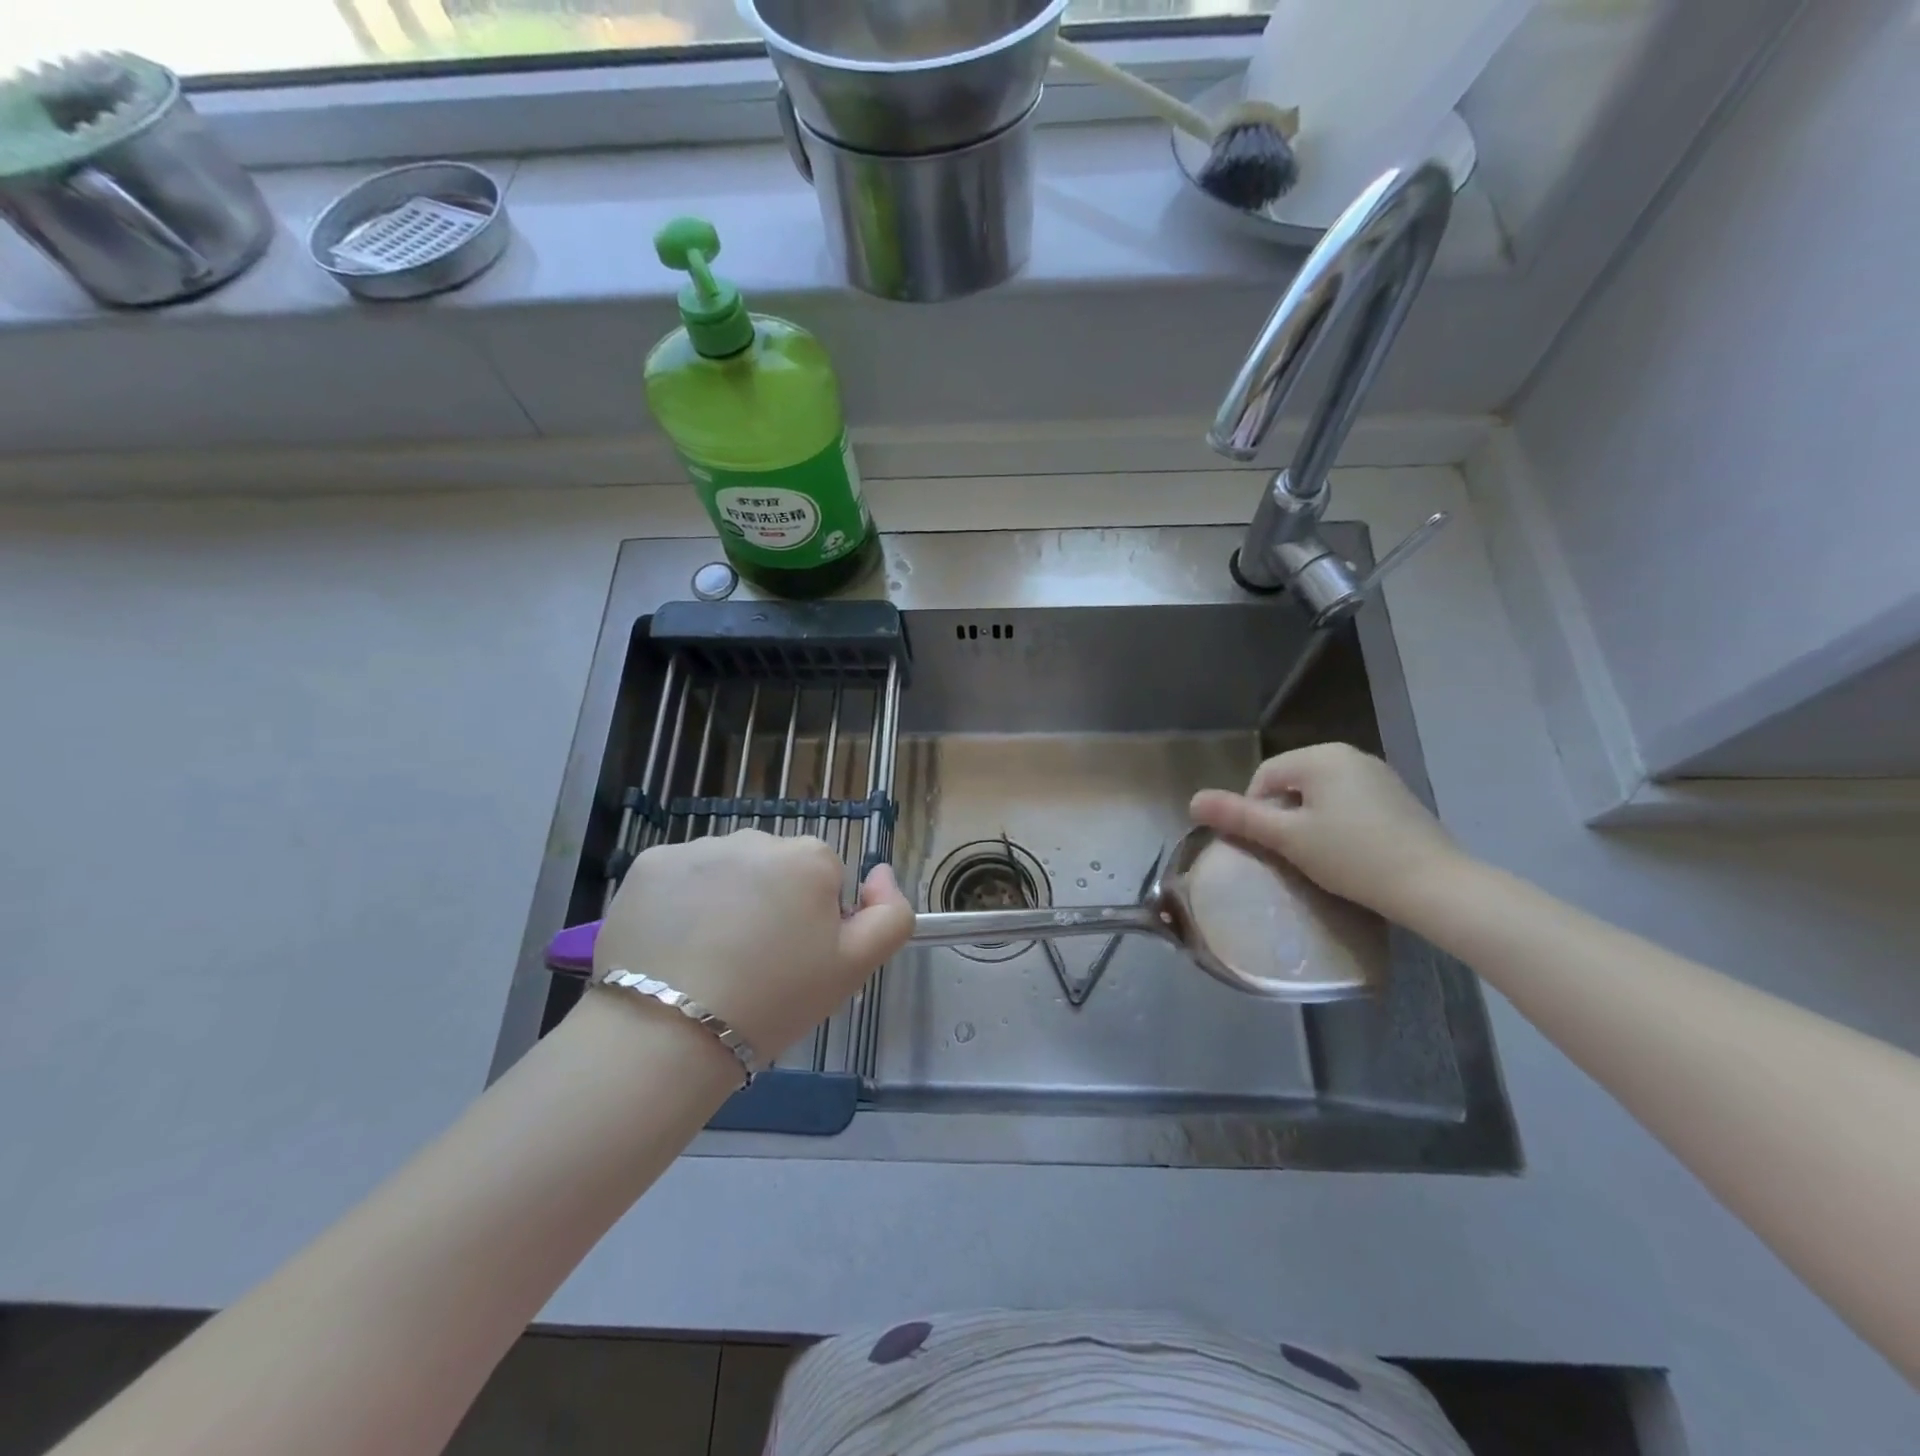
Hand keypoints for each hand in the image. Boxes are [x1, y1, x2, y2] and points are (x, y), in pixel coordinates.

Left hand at [592, 831, 914, 1059]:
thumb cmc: (774, 1001)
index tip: (794, 959)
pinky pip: (679, 876)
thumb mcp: (854, 968)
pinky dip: (678, 901)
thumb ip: (891, 914)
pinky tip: (672, 944)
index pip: (823, 879)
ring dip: (725, 899)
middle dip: (770, 902)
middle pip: (774, 868)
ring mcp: (698, 847)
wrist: (670, 1033)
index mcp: (810, 858)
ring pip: (726, 870)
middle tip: (753, 962)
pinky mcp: (649, 862)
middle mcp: (756, 838)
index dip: (813, 920)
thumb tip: (881, 872)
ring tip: (708, 957)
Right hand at [1189, 742, 1470, 924]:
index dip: (1255, 812)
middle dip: (1283, 816)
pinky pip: (1348, 802)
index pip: (1264, 777)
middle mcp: (1349, 754)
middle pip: (1291, 783)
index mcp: (1320, 756)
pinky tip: (1349, 853)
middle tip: (1291, 854)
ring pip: (1320, 794)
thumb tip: (1192, 800)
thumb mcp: (1288, 838)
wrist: (1436, 886)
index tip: (1268, 847)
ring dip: (1308, 821)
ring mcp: (1377, 774)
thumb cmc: (1353, 857)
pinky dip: (1337, 823)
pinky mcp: (1396, 797)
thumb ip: (1239, 817)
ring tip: (1318, 856)